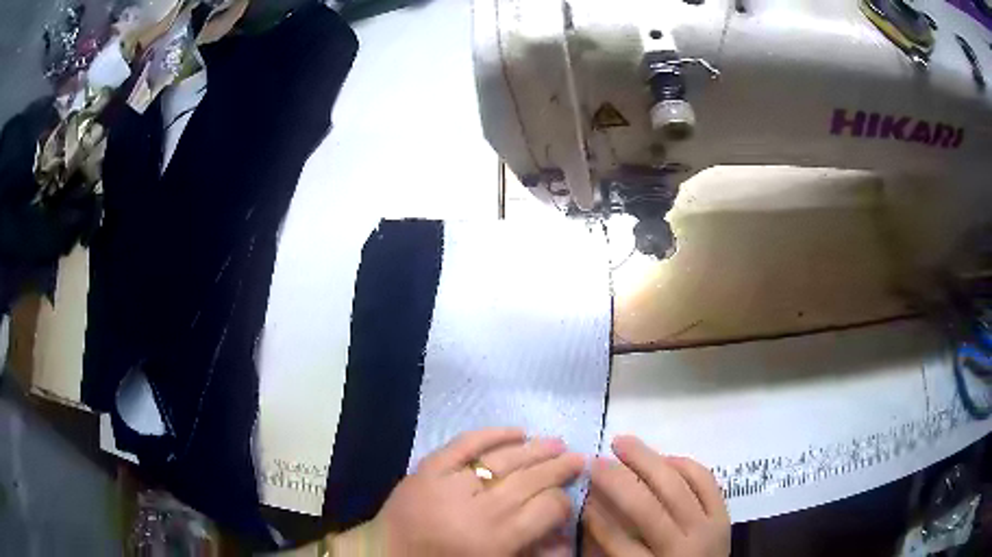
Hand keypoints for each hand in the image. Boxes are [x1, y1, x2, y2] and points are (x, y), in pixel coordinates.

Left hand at [375, 427, 584, 555]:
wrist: (386, 555)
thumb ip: (531, 549)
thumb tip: (564, 532)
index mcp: (495, 539)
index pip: (547, 508)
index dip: (563, 501)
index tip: (566, 499)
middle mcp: (478, 509)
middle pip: (530, 479)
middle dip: (558, 468)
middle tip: (578, 458)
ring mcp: (450, 483)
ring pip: (504, 459)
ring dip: (535, 449)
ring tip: (556, 442)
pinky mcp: (428, 467)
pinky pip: (464, 443)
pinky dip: (491, 434)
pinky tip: (516, 431)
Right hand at [582, 436, 729, 556]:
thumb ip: (610, 546)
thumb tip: (592, 508)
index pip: (618, 540)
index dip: (596, 516)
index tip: (581, 494)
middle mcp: (685, 547)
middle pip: (648, 508)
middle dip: (617, 481)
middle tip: (594, 462)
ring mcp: (709, 527)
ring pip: (677, 485)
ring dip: (647, 460)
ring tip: (622, 443)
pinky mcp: (723, 513)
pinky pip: (704, 479)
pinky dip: (682, 464)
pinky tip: (662, 458)